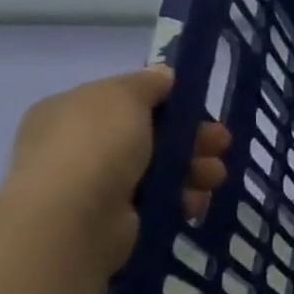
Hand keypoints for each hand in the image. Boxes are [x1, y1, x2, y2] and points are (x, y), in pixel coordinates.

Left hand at [0, 66, 230, 270]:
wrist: (74, 218)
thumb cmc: (95, 145)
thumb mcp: (123, 95)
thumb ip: (148, 83)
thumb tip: (164, 75)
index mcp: (72, 111)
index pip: (128, 101)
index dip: (169, 104)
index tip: (201, 110)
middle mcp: (82, 146)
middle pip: (153, 136)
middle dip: (193, 138)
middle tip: (221, 143)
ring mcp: (99, 185)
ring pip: (163, 170)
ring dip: (196, 169)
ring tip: (213, 177)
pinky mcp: (119, 219)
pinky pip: (161, 202)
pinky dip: (183, 199)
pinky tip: (193, 202)